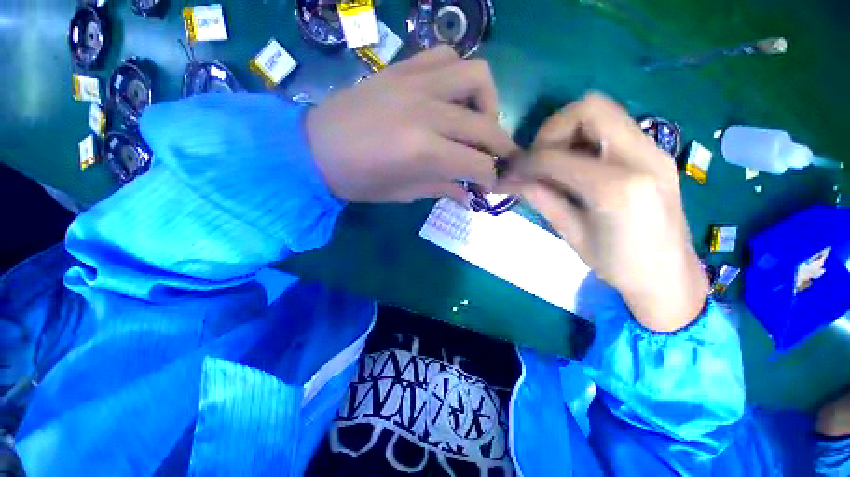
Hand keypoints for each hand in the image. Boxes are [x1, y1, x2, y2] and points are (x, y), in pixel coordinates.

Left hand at [305, 46, 516, 202]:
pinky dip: (459, 76)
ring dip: (488, 103)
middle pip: (485, 125)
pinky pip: (446, 56)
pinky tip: (452, 97)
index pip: (477, 163)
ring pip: (477, 76)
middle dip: (500, 147)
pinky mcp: (402, 68)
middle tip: (496, 160)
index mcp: (423, 151)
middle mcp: (426, 112)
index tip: (490, 185)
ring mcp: (414, 83)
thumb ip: (442, 189)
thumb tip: (469, 195)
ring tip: (478, 123)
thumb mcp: (403, 193)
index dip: (490, 178)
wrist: (314, 149)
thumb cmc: (358, 181)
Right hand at [500, 93, 708, 331]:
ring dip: (570, 132)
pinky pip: (614, 128)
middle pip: (589, 108)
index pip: (556, 156)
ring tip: (557, 164)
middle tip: (540, 160)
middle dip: (553, 130)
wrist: (670, 277)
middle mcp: (641, 157)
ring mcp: (654, 151)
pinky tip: (578, 167)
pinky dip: (586, 138)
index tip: (510, 172)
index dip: (526, 162)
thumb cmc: (618, 265)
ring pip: (603, 112)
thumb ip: (542, 198)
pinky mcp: (655, 153)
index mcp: (616, 188)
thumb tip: (510, 179)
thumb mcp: (571, 234)